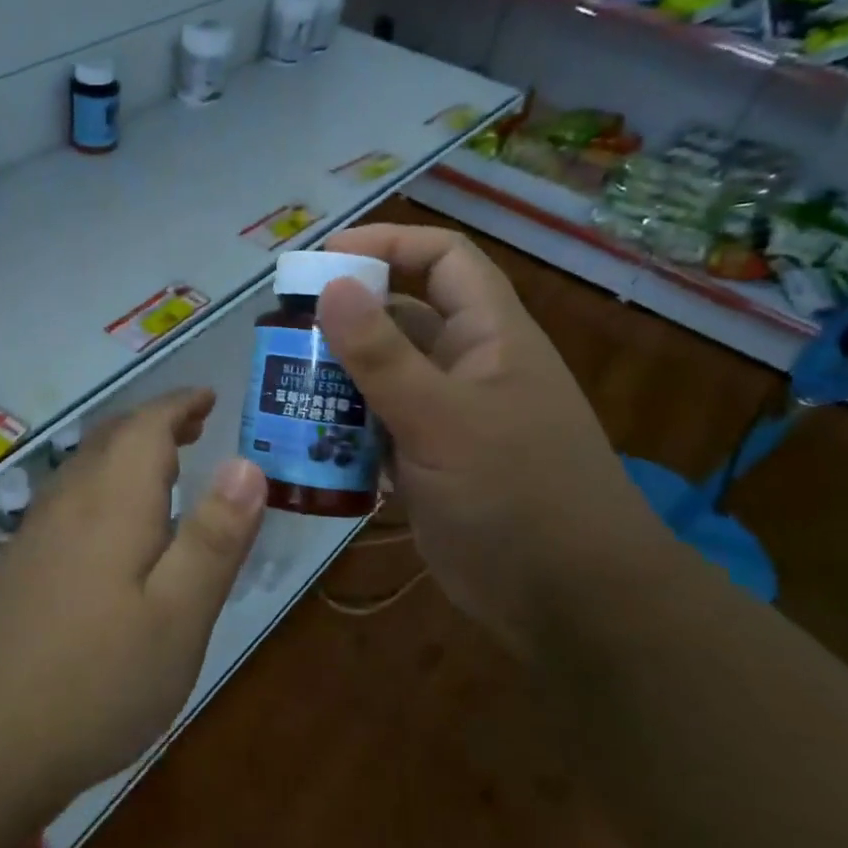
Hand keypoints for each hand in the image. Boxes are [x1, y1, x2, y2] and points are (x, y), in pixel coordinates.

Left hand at [0, 389, 267, 801]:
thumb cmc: (97, 680)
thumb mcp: (179, 616)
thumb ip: (214, 538)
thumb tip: (248, 463)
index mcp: (112, 502)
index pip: (146, 427)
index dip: (179, 406)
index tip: (209, 399)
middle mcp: (69, 503)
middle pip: (110, 439)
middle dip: (154, 424)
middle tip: (194, 427)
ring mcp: (35, 535)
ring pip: (85, 468)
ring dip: (126, 452)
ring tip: (163, 467)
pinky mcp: (18, 567)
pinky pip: (68, 500)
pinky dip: (102, 486)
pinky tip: (111, 528)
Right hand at [320, 223, 672, 655]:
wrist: (566, 602)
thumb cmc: (517, 495)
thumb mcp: (443, 420)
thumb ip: (383, 356)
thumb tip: (332, 286)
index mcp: (488, 335)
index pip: (442, 258)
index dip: (387, 244)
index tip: (322, 262)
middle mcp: (466, 366)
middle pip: (400, 316)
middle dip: (344, 317)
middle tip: (281, 332)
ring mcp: (445, 417)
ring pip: (382, 375)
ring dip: (336, 376)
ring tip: (280, 384)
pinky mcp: (426, 461)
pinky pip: (376, 426)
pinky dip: (342, 426)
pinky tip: (302, 438)